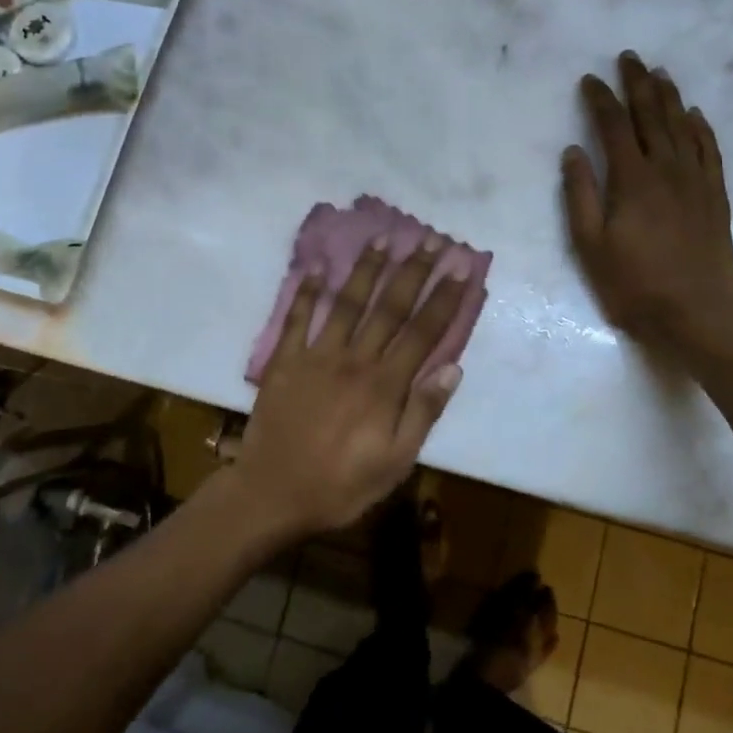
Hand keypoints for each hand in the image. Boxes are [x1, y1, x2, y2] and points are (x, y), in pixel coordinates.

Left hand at [235, 239, 467, 539]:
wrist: (272, 494)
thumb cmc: (340, 485)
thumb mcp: (395, 462)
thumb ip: (423, 412)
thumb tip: (453, 368)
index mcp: (384, 385)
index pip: (422, 332)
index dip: (444, 298)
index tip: (460, 267)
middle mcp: (354, 359)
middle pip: (389, 307)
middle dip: (412, 271)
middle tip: (428, 239)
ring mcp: (316, 356)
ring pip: (346, 303)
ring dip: (366, 269)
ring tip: (382, 238)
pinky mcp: (285, 361)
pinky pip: (296, 319)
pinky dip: (305, 292)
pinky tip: (315, 268)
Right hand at [562, 51, 732, 356]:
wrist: (695, 314)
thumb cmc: (632, 284)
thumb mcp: (589, 245)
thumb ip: (579, 195)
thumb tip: (572, 152)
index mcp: (632, 181)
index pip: (613, 127)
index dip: (600, 100)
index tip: (589, 79)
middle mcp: (667, 171)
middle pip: (652, 116)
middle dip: (638, 84)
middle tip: (630, 57)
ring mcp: (696, 182)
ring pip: (683, 127)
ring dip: (670, 97)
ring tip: (660, 73)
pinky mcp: (716, 197)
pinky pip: (710, 151)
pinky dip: (701, 128)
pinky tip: (695, 115)